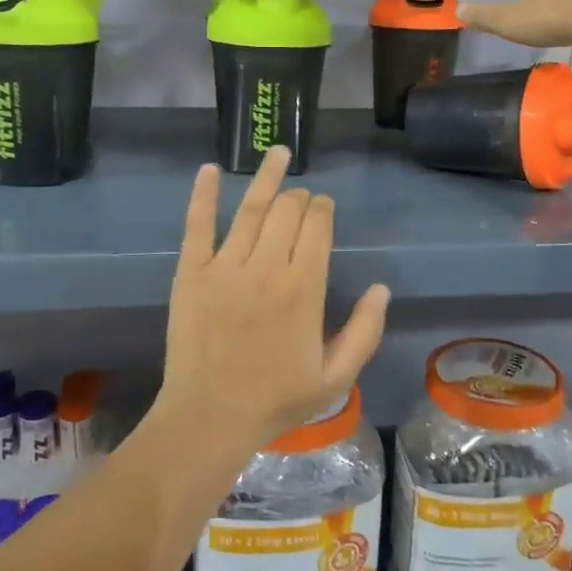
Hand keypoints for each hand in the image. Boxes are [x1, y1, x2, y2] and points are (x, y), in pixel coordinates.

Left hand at [159, 147, 389, 451]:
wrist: (211, 416)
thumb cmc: (276, 399)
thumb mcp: (335, 377)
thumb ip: (365, 331)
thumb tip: (381, 288)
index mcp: (304, 288)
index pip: (317, 228)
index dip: (323, 210)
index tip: (323, 208)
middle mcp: (267, 267)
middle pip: (287, 212)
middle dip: (299, 198)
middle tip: (301, 199)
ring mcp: (225, 266)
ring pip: (250, 209)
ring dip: (267, 178)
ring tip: (278, 153)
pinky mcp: (191, 272)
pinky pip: (197, 225)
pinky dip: (203, 195)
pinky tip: (209, 169)